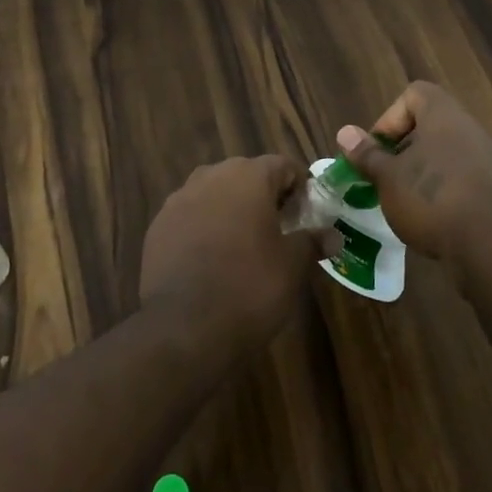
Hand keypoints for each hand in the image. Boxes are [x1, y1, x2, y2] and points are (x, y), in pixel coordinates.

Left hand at [139, 157, 330, 351]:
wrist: (184, 327)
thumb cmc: (250, 287)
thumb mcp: (292, 266)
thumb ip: (312, 242)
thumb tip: (333, 236)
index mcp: (248, 177)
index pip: (282, 165)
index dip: (300, 186)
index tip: (309, 212)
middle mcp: (211, 177)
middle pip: (246, 175)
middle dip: (265, 195)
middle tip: (281, 228)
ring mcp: (179, 200)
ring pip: (215, 193)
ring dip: (233, 209)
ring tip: (246, 243)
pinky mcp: (158, 225)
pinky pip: (191, 216)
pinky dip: (205, 227)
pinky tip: (214, 258)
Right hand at [335, 82, 491, 270]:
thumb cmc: (432, 198)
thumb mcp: (388, 178)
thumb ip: (367, 154)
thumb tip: (345, 133)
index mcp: (443, 115)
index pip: (414, 94)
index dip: (390, 118)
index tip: (378, 150)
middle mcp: (470, 130)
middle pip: (430, 127)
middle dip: (404, 152)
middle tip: (387, 179)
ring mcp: (489, 161)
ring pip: (447, 156)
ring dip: (424, 174)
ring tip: (407, 204)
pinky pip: (464, 181)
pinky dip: (446, 194)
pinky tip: (434, 222)